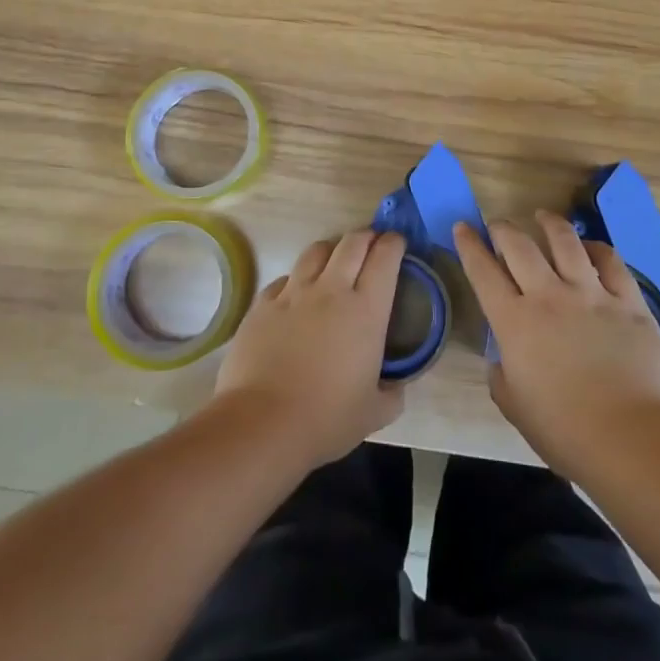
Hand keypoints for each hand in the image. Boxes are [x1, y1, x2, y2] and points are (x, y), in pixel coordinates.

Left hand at [212, 229, 405, 468]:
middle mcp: (332, 290)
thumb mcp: (375, 413)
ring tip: (334, 262)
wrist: (262, 424)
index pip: (385, 257)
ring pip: (317, 250)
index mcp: (366, 310)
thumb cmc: (326, 418)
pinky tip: (297, 296)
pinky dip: (297, 279)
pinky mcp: (263, 304)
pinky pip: (285, 278)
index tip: (397, 244)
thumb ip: (393, 393)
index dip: (394, 243)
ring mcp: (294, 293)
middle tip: (371, 245)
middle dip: (366, 237)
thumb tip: (397, 385)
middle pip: (352, 242)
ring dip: (332, 250)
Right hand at [454, 212, 659, 478]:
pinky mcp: (628, 300)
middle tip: (497, 224)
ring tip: (543, 216)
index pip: (483, 272)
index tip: (462, 227)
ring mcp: (591, 293)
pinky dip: (596, 248)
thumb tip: (503, 359)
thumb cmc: (566, 431)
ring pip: (565, 241)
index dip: (469, 245)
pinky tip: (590, 247)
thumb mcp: (515, 407)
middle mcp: (549, 296)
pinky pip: (610, 261)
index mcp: (515, 322)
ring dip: (549, 223)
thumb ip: (501, 377)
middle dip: (503, 228)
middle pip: (519, 246)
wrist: (632, 438)